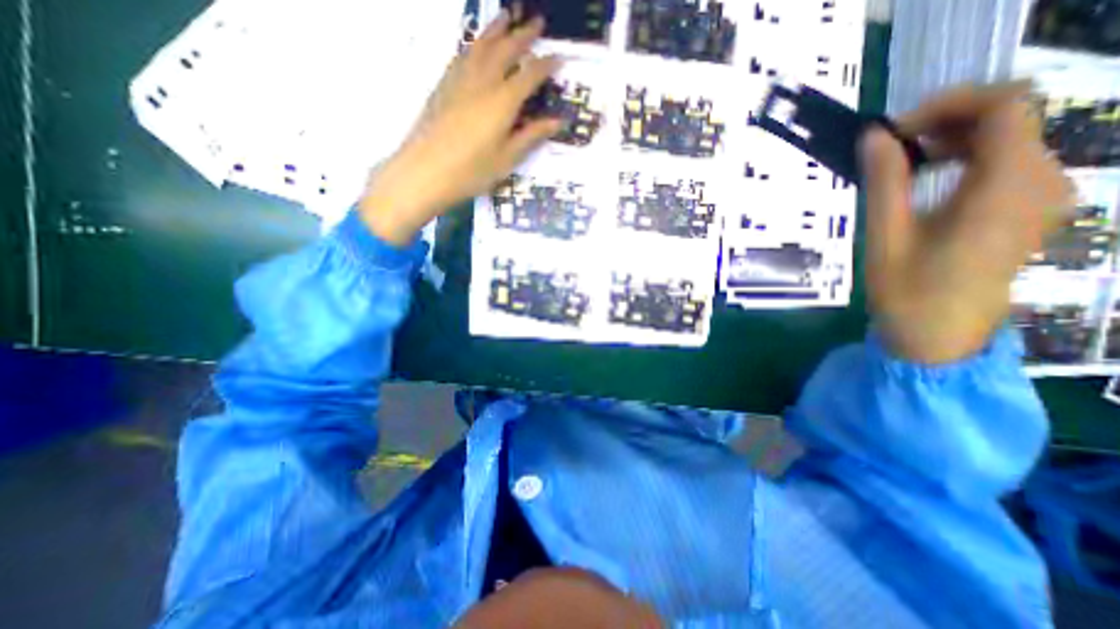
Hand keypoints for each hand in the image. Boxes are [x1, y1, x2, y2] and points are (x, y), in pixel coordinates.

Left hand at [356, 13, 560, 244]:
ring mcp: (460, 80)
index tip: (559, 57)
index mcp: (503, 102)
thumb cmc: (472, 171)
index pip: (530, 75)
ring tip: (507, 16)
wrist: (425, 171)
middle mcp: (483, 82)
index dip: (546, 65)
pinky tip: (476, 44)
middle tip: (537, 22)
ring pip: (481, 45)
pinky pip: (462, 55)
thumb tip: (557, 121)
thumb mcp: (507, 159)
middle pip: (506, 50)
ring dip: (497, 29)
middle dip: (524, 35)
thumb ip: (531, 136)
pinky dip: (474, 44)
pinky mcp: (443, 85)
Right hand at [861, 82, 1076, 363]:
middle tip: (890, 147)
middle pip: (1010, 117)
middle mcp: (1040, 181)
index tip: (895, 130)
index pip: (1004, 106)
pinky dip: (967, 157)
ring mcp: (1042, 195)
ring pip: (1010, 137)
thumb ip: (885, 181)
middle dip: (946, 120)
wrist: (940, 332)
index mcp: (1005, 188)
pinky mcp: (1030, 208)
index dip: (948, 103)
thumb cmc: (907, 290)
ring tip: (903, 162)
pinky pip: (1008, 161)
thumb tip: (874, 136)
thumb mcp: (886, 235)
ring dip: (954, 138)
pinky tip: (929, 178)